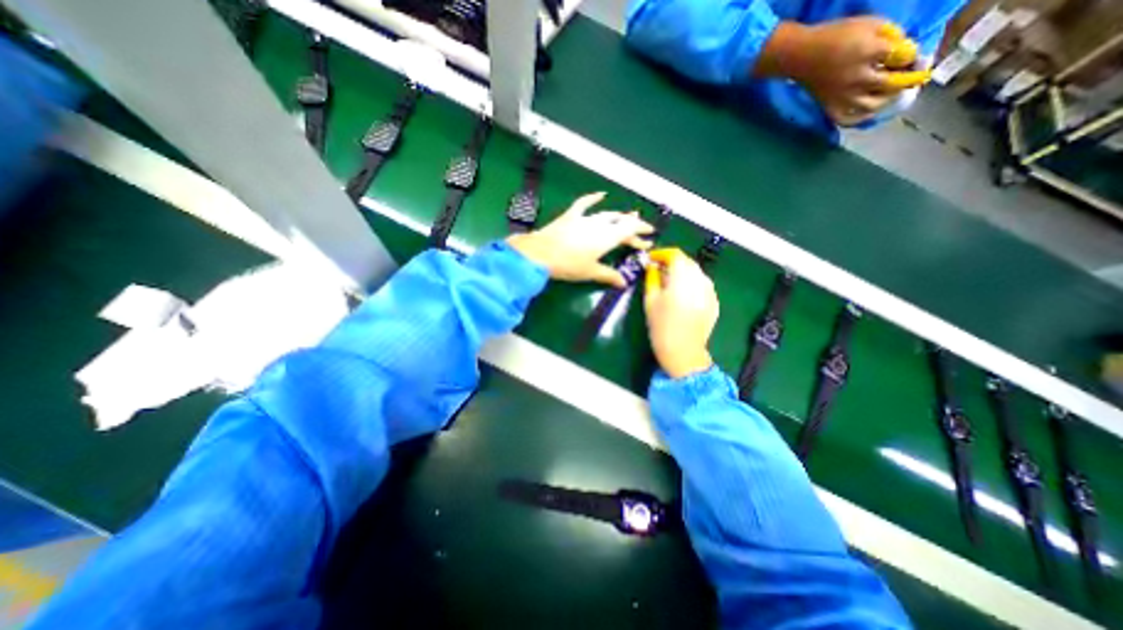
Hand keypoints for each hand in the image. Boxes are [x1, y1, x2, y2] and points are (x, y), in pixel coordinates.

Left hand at [507, 190, 655, 286]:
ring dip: (619, 216)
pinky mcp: (571, 216)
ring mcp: (585, 218)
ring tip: (628, 217)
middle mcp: (600, 224)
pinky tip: (601, 194)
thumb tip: (624, 283)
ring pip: (607, 214)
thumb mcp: (590, 272)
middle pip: (621, 223)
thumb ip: (609, 275)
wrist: (541, 253)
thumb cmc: (568, 265)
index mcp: (607, 238)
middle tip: (643, 233)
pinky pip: (583, 204)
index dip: (640, 235)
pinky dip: (593, 198)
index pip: (629, 232)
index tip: (649, 240)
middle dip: (634, 227)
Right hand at [646, 246, 712, 378]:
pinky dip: (691, 284)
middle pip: (687, 262)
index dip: (662, 254)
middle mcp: (700, 280)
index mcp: (683, 278)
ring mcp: (710, 291)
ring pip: (696, 273)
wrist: (683, 352)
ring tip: (670, 283)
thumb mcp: (650, 300)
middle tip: (658, 270)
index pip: (675, 255)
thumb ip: (652, 278)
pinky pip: (702, 286)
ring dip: (683, 273)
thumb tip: (652, 266)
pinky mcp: (714, 302)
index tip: (652, 259)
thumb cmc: (661, 326)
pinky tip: (682, 296)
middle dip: (672, 263)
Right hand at [764, 17, 930, 124]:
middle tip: (917, 77)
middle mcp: (858, 79)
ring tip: (892, 95)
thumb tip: (902, 50)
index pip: (904, 57)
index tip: (915, 56)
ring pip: (872, 105)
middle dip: (908, 79)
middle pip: (892, 84)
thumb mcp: (869, 24)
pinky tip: (867, 113)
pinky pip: (847, 119)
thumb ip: (890, 35)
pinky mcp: (829, 107)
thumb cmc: (835, 36)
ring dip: (887, 100)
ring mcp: (842, 97)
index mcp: (870, 53)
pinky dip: (859, 118)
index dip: (914, 55)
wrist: (802, 56)